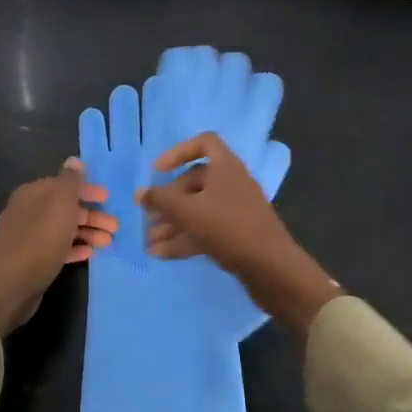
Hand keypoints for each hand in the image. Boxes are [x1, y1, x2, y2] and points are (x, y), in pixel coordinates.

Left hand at [0, 160, 116, 333]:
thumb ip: (70, 181)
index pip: (63, 185)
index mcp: (32, 194)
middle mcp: (27, 211)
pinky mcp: (31, 259)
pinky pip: (56, 248)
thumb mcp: (61, 203)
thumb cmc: (42, 238)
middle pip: (65, 208)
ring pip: (63, 229)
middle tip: (115, 226)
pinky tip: (89, 254)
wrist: (14, 284)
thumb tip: (74, 161)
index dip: (87, 190)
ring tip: (108, 242)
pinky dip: (73, 248)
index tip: (108, 199)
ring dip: (87, 233)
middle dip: (92, 216)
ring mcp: (28, 236)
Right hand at [137, 133, 340, 334]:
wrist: (271, 268)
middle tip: (147, 218)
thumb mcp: (188, 211)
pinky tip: (161, 254)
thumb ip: (160, 200)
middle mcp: (233, 184)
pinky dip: (185, 239)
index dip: (178, 152)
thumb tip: (140, 193)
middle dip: (168, 201)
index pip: (204, 143)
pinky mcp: (238, 235)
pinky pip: (206, 230)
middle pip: (195, 183)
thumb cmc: (227, 228)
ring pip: (199, 210)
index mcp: (226, 167)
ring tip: (148, 242)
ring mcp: (237, 211)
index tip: (158, 171)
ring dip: (173, 224)